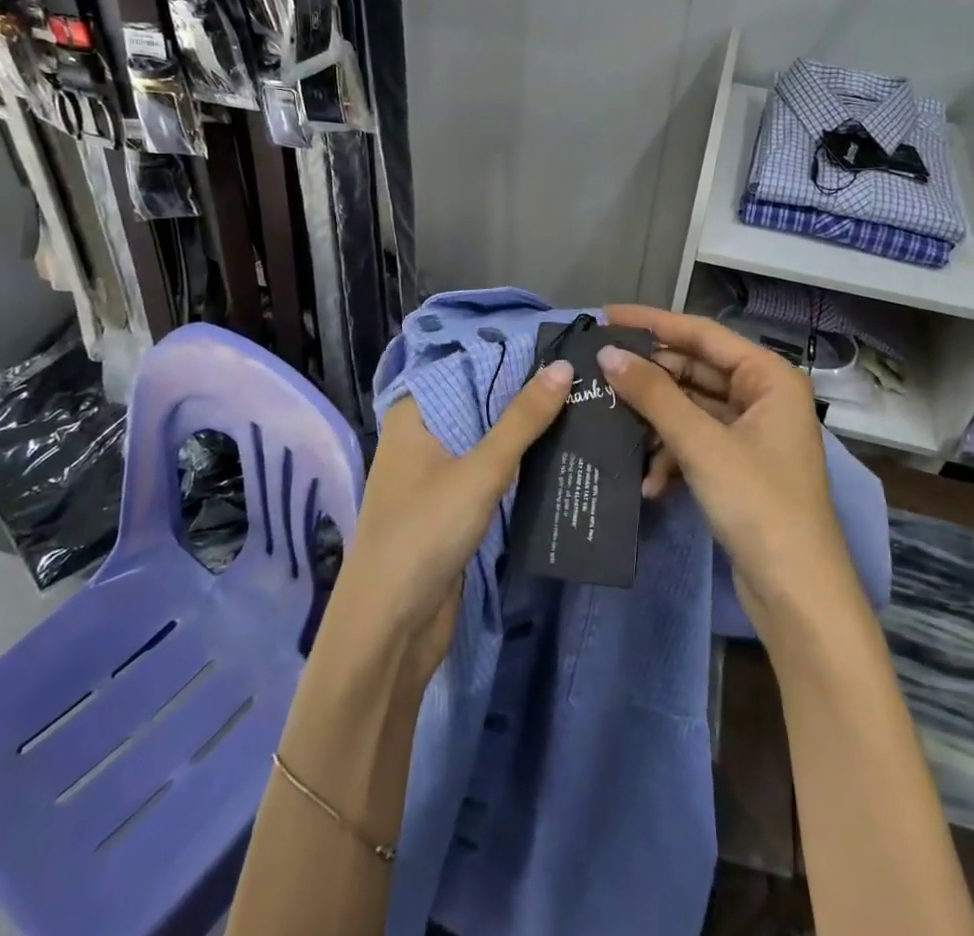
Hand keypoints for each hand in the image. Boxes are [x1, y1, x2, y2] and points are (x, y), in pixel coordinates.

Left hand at [316, 360, 572, 689]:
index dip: (513, 354)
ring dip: (528, 429)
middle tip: (584, 376)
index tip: (562, 343)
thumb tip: (562, 366)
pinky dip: (520, 462)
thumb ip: (522, 420)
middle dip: (527, 393)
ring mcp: (437, 472)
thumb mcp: (480, 471)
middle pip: (481, 401)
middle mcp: (423, 435)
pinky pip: (491, 470)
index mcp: (414, 414)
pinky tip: (561, 451)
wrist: (389, 630)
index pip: (468, 365)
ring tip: (584, 405)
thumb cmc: (424, 534)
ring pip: (489, 437)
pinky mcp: (453, 505)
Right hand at [599, 304, 856, 639]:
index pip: (702, 333)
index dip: (653, 323)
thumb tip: (608, 354)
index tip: (606, 316)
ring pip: (691, 409)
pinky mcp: (738, 466)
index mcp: (769, 377)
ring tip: (613, 426)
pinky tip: (649, 483)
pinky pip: (695, 443)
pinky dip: (671, 457)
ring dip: (656, 423)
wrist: (798, 595)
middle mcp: (763, 396)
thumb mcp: (701, 444)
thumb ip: (653, 395)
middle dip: (649, 377)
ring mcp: (751, 433)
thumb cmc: (759, 504)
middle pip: (695, 370)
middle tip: (597, 370)